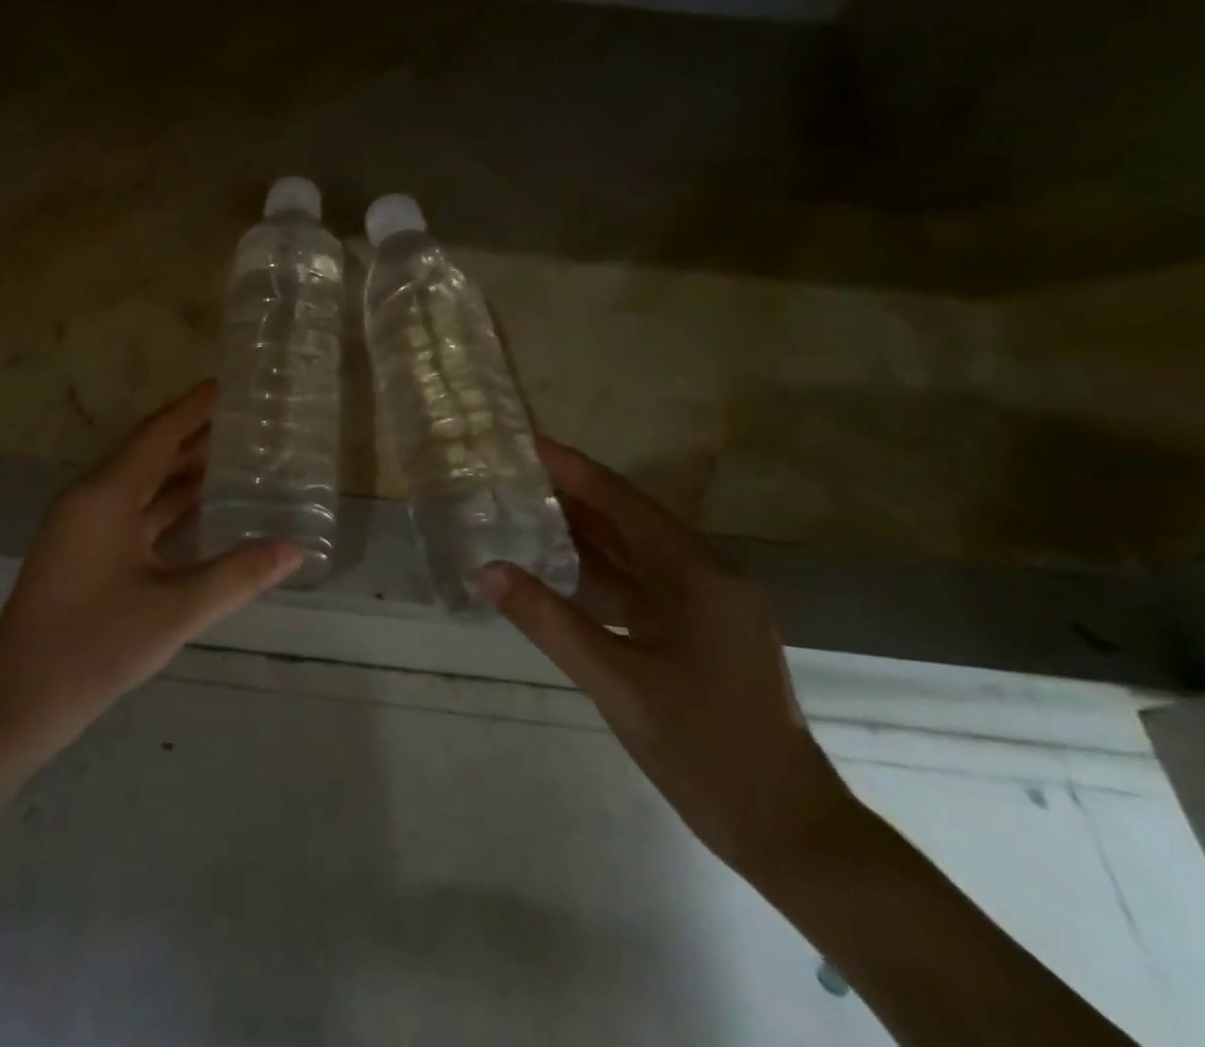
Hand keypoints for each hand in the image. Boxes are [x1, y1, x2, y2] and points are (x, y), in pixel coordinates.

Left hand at [0, 381, 302, 752]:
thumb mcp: (174, 611)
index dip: (193, 408)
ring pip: (141, 482)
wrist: (15, 701)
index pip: (158, 434)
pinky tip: (201, 504)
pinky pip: (133, 509)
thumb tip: (295, 549)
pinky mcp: (86, 550)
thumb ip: (237, 575)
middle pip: (149, 451)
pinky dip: (167, 501)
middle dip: (194, 433)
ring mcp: (85, 525)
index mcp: (106, 495)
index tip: (228, 385)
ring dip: (182, 468)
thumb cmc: (93, 647)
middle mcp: (92, 497)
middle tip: (244, 419)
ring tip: (234, 454)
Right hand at [482, 440, 856, 873]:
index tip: (526, 443)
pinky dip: (600, 569)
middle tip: (514, 472)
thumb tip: (486, 570)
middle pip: (630, 519)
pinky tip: (561, 563)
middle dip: (575, 493)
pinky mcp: (698, 633)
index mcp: (699, 575)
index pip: (623, 502)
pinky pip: (641, 584)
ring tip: (527, 506)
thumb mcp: (617, 683)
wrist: (788, 831)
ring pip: (635, 552)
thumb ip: (549, 621)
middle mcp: (707, 576)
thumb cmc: (705, 749)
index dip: (574, 470)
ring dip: (586, 529)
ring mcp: (706, 606)